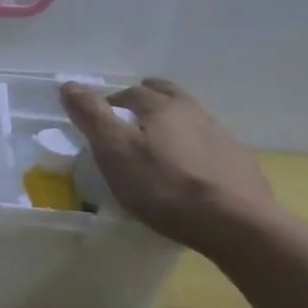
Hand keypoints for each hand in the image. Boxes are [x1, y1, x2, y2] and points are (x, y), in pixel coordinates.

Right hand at [60, 79, 278, 254]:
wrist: (234, 224)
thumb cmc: (163, 185)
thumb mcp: (114, 150)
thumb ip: (91, 115)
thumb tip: (68, 84)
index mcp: (162, 106)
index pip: (131, 92)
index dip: (111, 101)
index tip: (99, 118)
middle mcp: (194, 113)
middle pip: (166, 95)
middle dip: (146, 99)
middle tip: (129, 115)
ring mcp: (221, 137)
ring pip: (189, 119)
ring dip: (171, 123)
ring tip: (156, 144)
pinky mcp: (238, 164)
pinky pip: (207, 146)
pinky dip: (191, 148)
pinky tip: (186, 170)